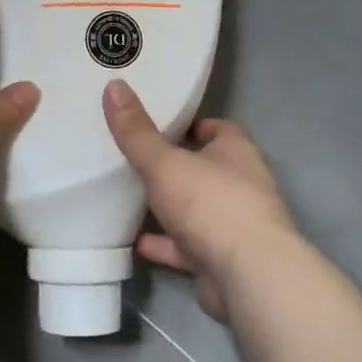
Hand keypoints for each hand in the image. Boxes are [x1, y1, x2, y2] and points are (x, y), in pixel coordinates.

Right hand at [102, 80, 295, 321]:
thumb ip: (137, 132)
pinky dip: (166, 245)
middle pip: (207, 170)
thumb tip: (114, 86)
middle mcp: (242, 186)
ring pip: (198, 211)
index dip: (193, 126)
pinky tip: (137, 243)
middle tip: (138, 160)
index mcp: (237, 153)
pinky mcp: (223, 260)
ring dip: (171, 209)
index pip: (219, 129)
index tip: (161, 125)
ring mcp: (235, 226)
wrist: (248, 276)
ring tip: (132, 200)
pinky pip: (188, 248)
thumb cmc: (210, 204)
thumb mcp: (165, 163)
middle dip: (177, 167)